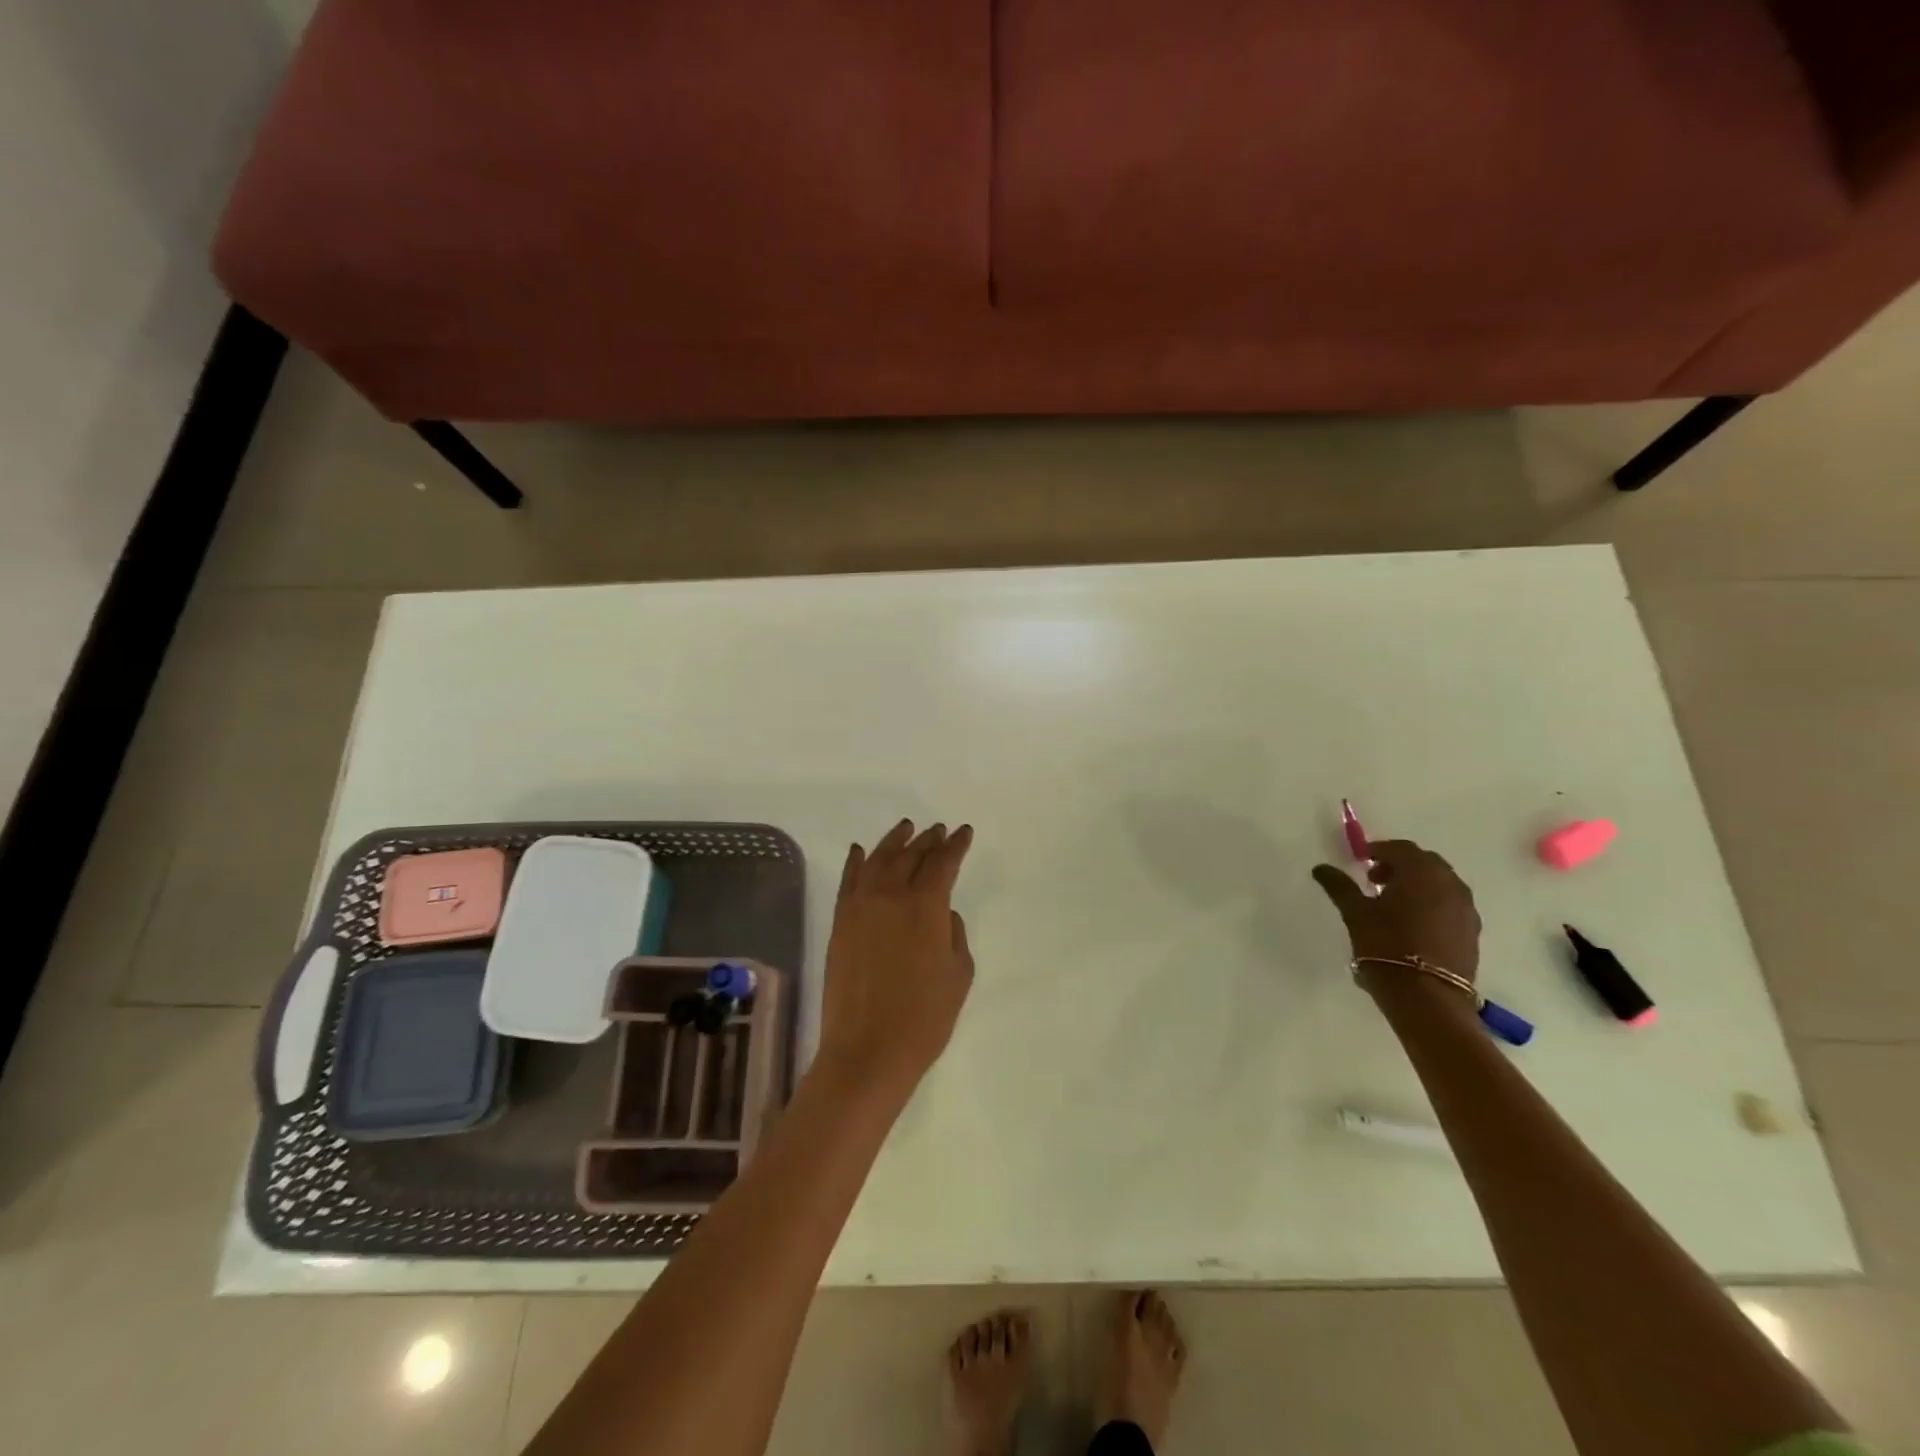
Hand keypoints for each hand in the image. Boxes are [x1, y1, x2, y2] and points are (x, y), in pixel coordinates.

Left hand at [814, 819, 975, 1101]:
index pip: (943, 862)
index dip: (956, 845)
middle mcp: (891, 895)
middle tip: (938, 829)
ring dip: (894, 841)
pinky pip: (848, 881)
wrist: (868, 1050)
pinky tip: (860, 851)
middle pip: (910, 855)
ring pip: (878, 860)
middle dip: (928, 840)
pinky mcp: (840, 923)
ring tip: (906, 828)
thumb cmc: (925, 1017)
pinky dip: (856, 862)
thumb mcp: (959, 974)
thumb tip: (942, 914)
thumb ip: (954, 934)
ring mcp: (860, 907)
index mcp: (926, 905)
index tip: (964, 832)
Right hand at [1311, 838, 1481, 987]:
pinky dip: (1432, 902)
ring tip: (1394, 904)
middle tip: (1375, 881)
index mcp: (1421, 872)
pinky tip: (1414, 923)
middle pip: (1424, 862)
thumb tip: (1321, 868)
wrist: (1426, 997)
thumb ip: (1339, 886)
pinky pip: (1450, 904)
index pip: (1400, 848)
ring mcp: (1465, 908)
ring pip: (1440, 883)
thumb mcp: (1355, 913)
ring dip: (1418, 884)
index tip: (1360, 861)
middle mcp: (1449, 883)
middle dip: (1400, 865)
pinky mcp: (1472, 931)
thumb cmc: (1386, 946)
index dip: (1378, 850)